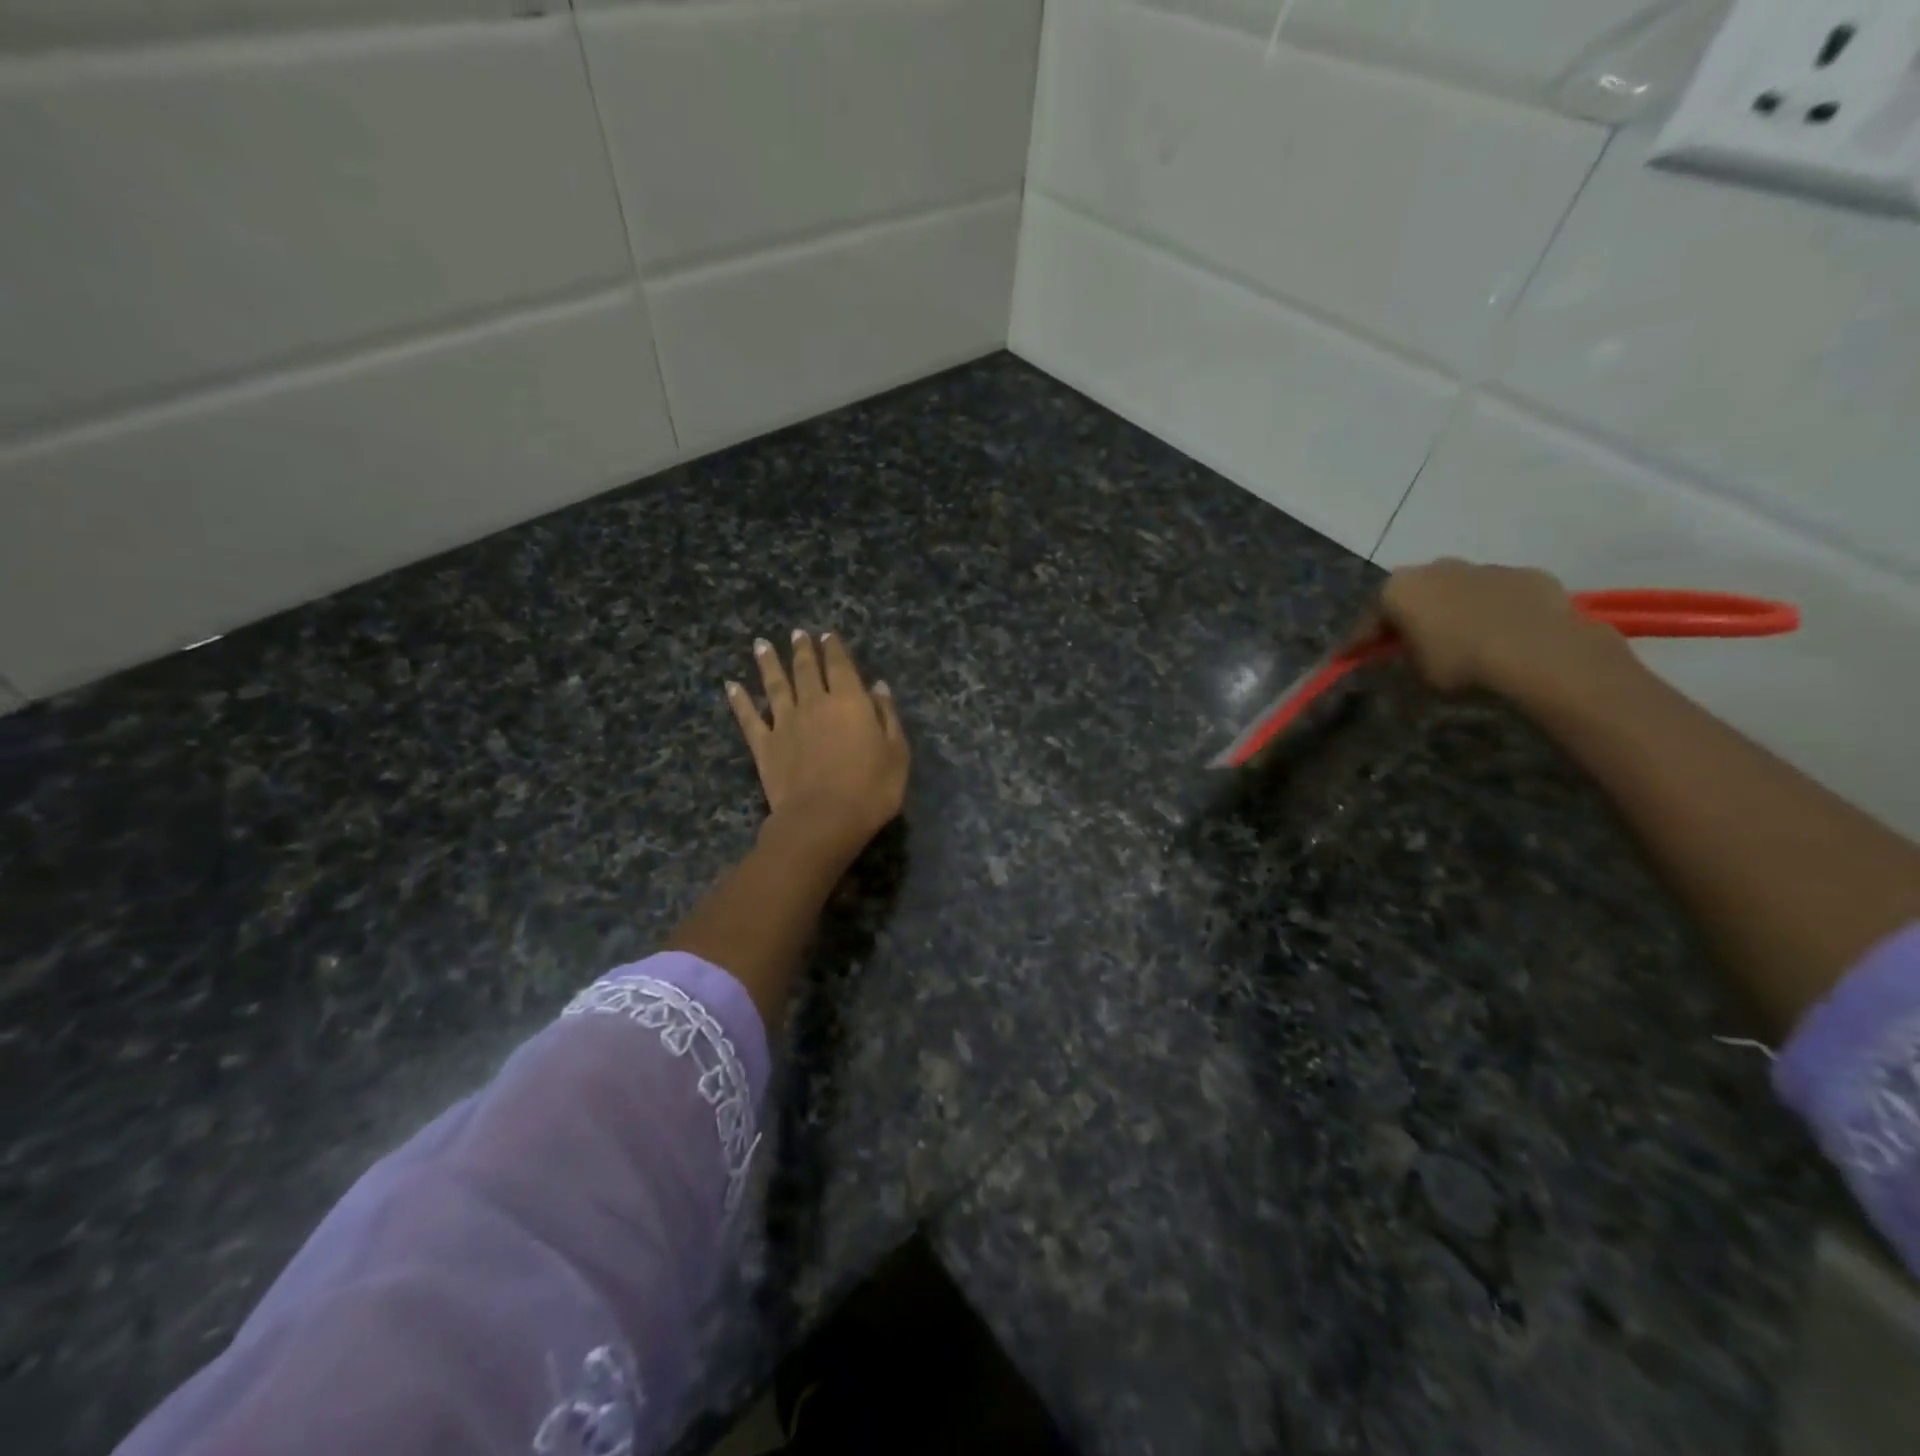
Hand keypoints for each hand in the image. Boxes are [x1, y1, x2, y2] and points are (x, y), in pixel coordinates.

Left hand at [727, 630, 909, 862]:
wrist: (822, 819)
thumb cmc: (870, 789)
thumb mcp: (896, 753)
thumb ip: (887, 716)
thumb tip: (878, 687)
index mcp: (849, 701)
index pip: (840, 666)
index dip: (834, 648)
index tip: (827, 635)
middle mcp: (814, 703)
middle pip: (806, 669)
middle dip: (802, 649)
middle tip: (797, 633)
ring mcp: (785, 723)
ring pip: (775, 685)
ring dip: (768, 663)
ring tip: (761, 644)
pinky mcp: (764, 745)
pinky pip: (749, 717)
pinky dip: (739, 700)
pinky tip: (731, 686)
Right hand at [1372, 558, 1628, 695]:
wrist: (1539, 651)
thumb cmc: (1460, 663)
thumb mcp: (1415, 671)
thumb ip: (1403, 655)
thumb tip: (1406, 650)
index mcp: (1399, 589)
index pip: (1369, 619)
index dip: (1359, 642)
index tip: (1350, 658)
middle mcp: (1436, 567)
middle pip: (1414, 593)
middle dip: (1409, 615)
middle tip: (1408, 642)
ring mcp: (1484, 567)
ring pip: (1457, 589)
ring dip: (1453, 609)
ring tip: (1462, 638)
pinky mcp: (1525, 574)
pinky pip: (1498, 594)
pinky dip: (1493, 610)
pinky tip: (1502, 634)